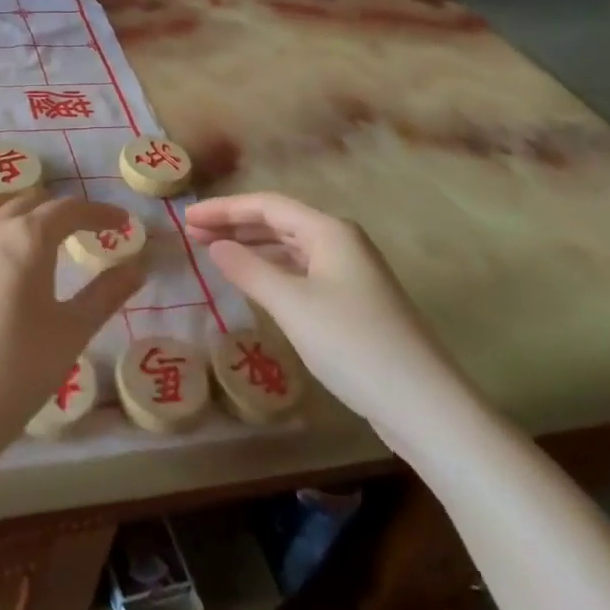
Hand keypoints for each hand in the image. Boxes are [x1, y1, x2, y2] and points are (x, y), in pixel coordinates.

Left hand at [0, 191, 144, 467]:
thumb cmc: (19, 369)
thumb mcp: (72, 331)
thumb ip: (106, 293)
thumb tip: (138, 267)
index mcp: (27, 236)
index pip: (69, 210)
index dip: (100, 213)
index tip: (123, 223)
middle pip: (30, 202)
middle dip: (62, 211)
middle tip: (87, 231)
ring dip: (22, 209)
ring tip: (42, 230)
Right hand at [185, 193, 475, 444]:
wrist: (422, 404)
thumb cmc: (352, 344)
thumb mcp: (291, 304)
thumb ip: (248, 270)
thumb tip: (215, 246)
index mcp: (329, 231)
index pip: (267, 205)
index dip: (224, 209)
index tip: (186, 218)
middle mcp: (341, 242)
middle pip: (279, 222)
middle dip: (234, 225)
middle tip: (192, 234)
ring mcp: (350, 272)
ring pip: (290, 247)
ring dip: (251, 246)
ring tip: (213, 252)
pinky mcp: (353, 301)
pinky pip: (301, 270)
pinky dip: (271, 269)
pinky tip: (253, 280)